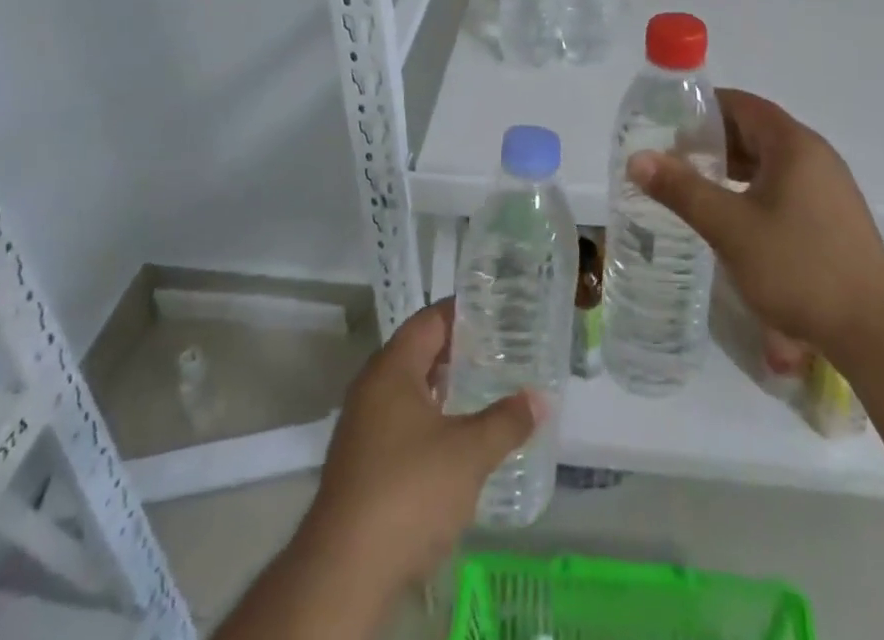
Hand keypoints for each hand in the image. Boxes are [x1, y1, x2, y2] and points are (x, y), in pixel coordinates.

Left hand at [302, 300, 538, 592]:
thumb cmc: (409, 491)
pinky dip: (430, 420)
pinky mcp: (361, 464)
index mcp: (391, 368)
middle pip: (417, 352)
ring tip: (484, 390)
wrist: (344, 572)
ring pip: (408, 391)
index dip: (461, 312)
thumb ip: (506, 421)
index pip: (429, 320)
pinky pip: (401, 423)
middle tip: (498, 350)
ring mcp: (362, 427)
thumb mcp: (469, 453)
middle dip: (456, 351)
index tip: (495, 311)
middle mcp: (371, 388)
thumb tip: (539, 398)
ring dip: (443, 388)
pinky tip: (456, 440)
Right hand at [629, 87, 883, 351]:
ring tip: (694, 186)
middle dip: (712, 140)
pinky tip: (732, 217)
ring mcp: (828, 187)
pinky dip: (752, 189)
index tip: (666, 124)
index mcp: (793, 144)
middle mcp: (814, 155)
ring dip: (731, 167)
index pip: (741, 104)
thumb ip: (682, 189)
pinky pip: (783, 185)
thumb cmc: (799, 267)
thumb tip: (637, 159)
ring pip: (769, 161)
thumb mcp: (730, 227)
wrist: (876, 331)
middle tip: (671, 159)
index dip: (702, 108)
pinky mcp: (832, 216)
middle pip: (755, 130)